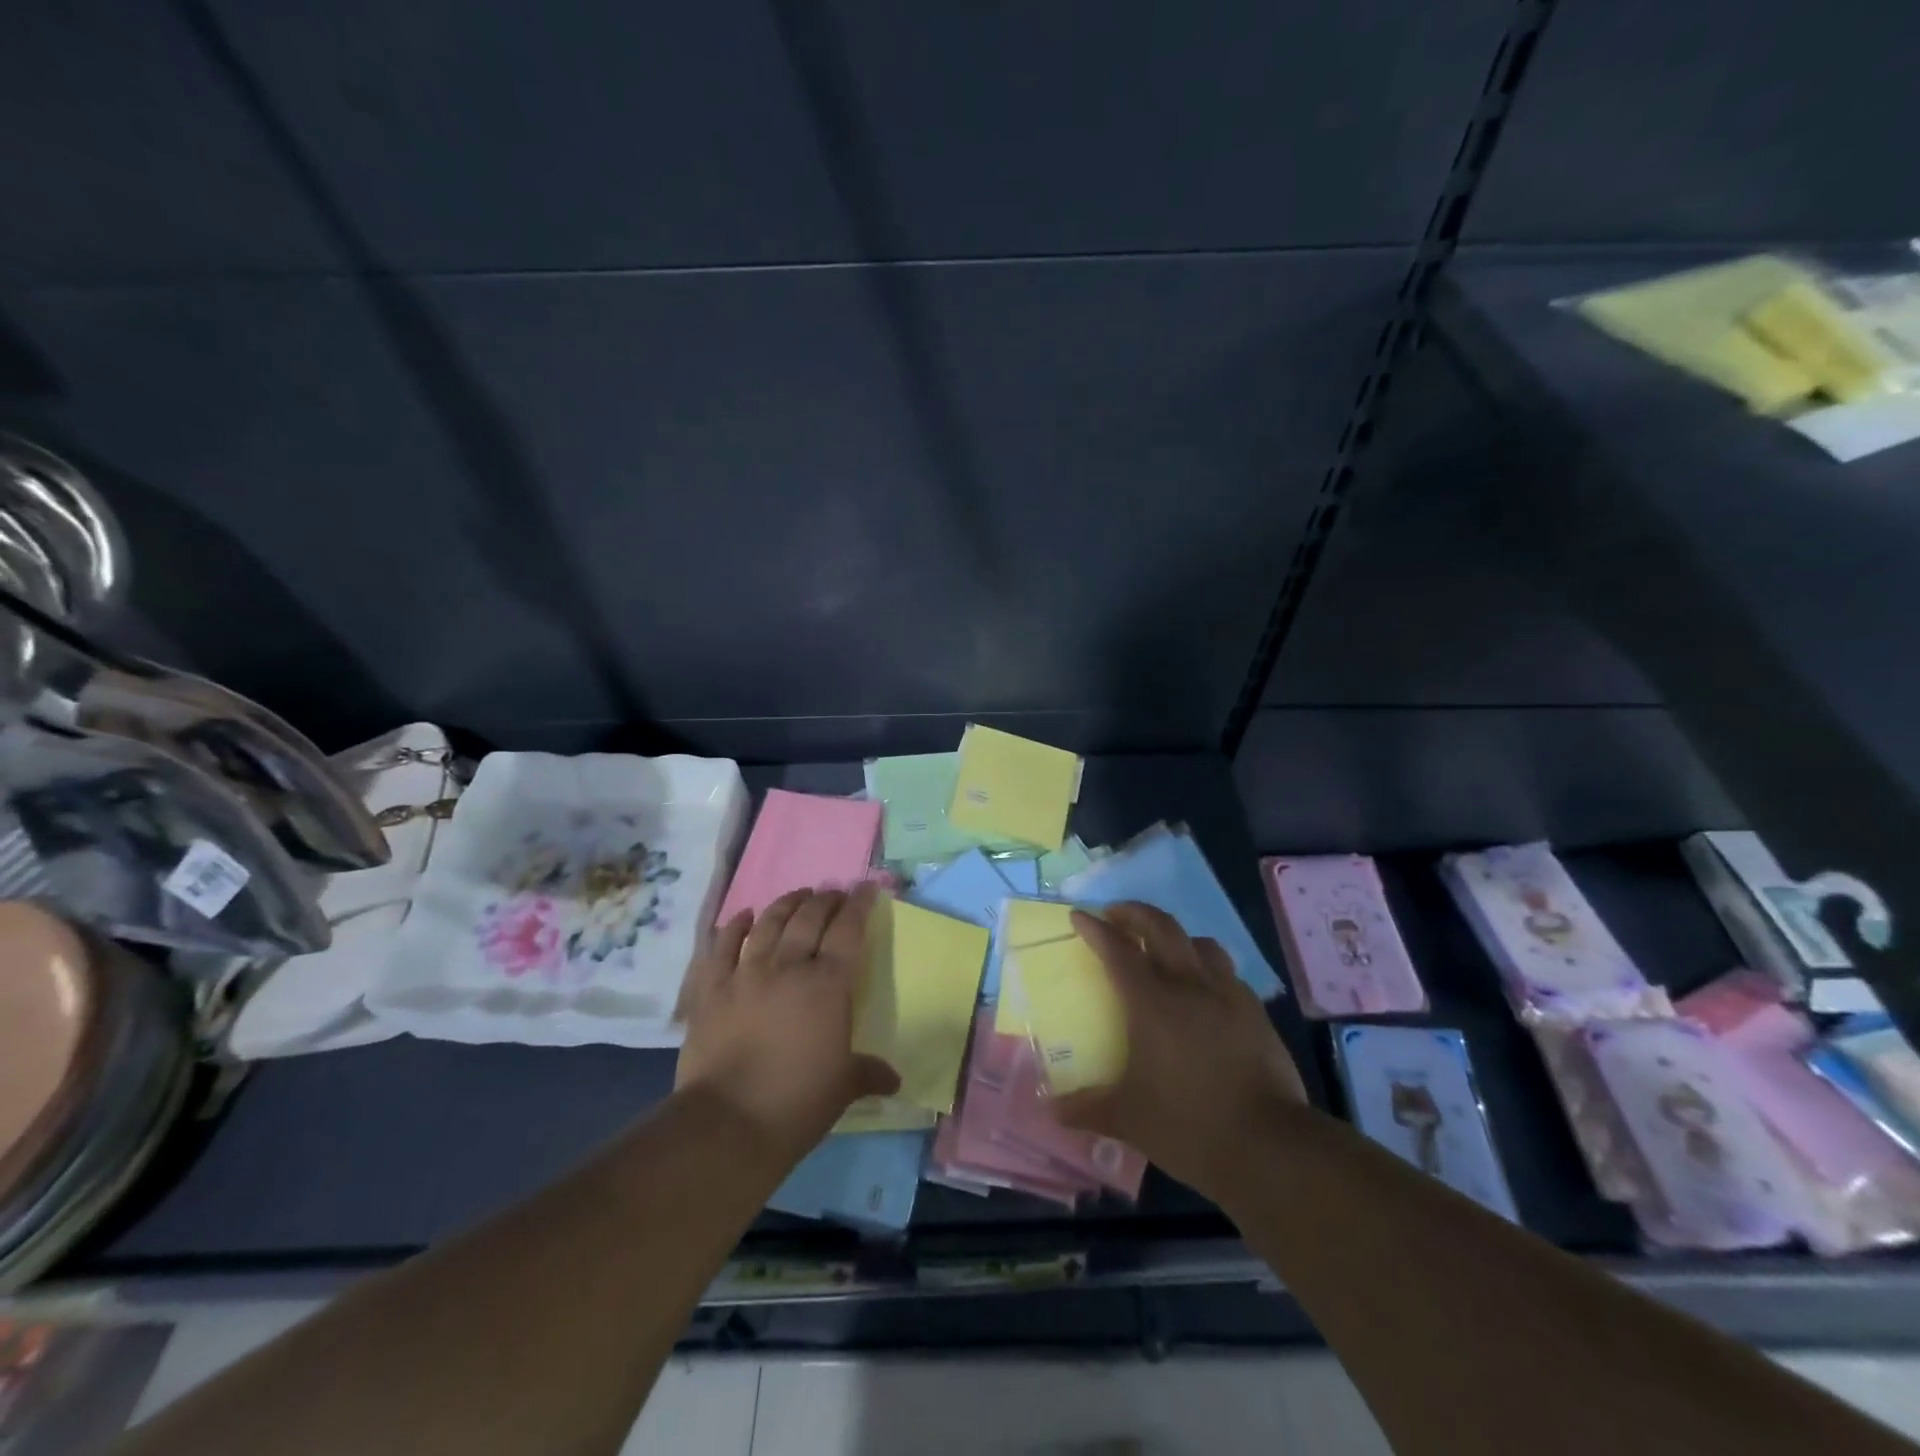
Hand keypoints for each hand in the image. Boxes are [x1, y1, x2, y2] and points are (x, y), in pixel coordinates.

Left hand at [674, 885, 899, 1165]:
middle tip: (834, 893)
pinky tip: (744, 916)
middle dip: (825, 900)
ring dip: (786, 904)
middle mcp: (788, 967)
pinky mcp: (712, 990)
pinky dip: (735, 926)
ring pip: (769, 924)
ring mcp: (745, 974)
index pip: (848, 931)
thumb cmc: (797, 1102)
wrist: (728, 1124)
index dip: (859, 905)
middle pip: (809, 919)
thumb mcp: (844, 1087)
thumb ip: (869, 1073)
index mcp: (827, 985)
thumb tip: (895, 1079)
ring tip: (798, 895)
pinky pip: (722, 946)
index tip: (867, 889)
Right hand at [1054, 902, 1306, 1202]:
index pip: (1117, 950)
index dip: (1095, 929)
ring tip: (1164, 948)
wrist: (1270, 1146)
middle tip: (1116, 914)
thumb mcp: (1128, 1119)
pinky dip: (1208, 969)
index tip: (1079, 916)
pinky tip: (1205, 992)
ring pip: (1201, 944)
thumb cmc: (1189, 1126)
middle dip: (1135, 913)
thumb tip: (1052, 1110)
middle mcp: (1189, 985)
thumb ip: (1087, 1108)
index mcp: (1152, 1003)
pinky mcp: (1256, 1013)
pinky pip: (1228, 974)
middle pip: (1161, 927)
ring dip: (1176, 936)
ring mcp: (1228, 995)